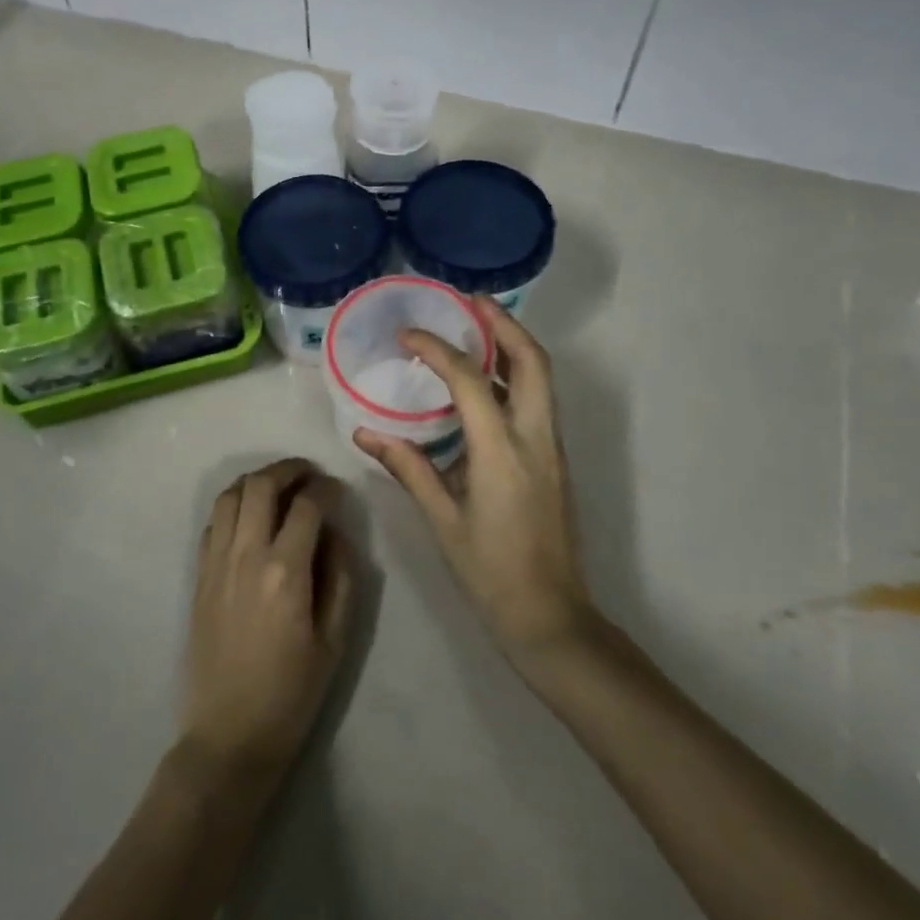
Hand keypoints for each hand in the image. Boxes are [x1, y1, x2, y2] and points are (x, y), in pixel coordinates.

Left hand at [179, 459, 354, 781]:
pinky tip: (250, 516)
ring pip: (231, 494)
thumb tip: (336, 533)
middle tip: (309, 474)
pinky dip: (234, 504)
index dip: (326, 489)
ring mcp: (216, 561)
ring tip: (279, 486)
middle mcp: (246, 555)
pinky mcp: (199, 574)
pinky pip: (214, 520)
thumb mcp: (334, 641)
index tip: (337, 490)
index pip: (307, 506)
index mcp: (285, 572)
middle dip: (289, 469)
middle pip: (262, 485)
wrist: (228, 736)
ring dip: (257, 480)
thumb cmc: (290, 695)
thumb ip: (340, 578)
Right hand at [355, 299, 597, 664]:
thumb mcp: (442, 519)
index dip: (439, 349)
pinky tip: (485, 380)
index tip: (407, 335)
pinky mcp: (554, 459)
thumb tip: (365, 432)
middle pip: (532, 361)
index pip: (472, 381)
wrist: (552, 617)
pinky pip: (538, 400)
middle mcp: (535, 439)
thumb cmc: (490, 571)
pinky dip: (515, 374)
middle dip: (504, 324)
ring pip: (542, 378)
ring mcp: (551, 447)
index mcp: (502, 452)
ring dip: (513, 344)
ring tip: (478, 326)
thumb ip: (407, 467)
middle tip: (470, 301)